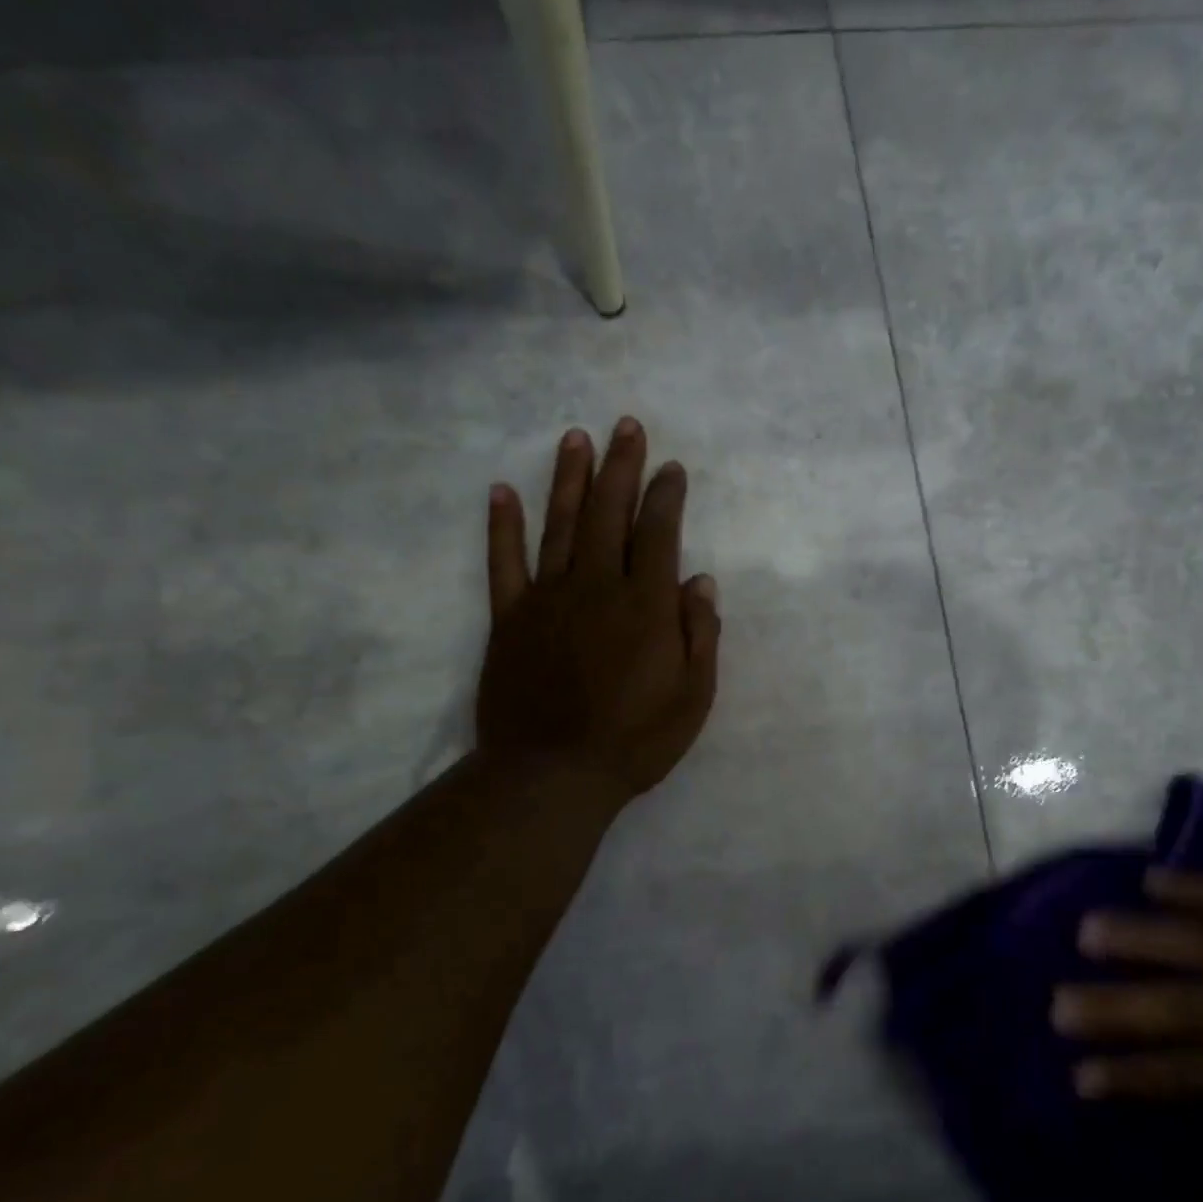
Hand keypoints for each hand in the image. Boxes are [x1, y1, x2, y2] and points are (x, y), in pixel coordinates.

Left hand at [476, 419, 719, 811]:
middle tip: (626, 427)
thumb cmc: (634, 741)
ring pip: (559, 525)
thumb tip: (701, 581)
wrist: (552, 774)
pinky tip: (501, 492)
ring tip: (575, 438)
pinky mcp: (509, 618)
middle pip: (608, 513)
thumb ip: (700, 635)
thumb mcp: (692, 698)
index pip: (658, 534)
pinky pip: (503, 563)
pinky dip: (502, 526)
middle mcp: (596, 587)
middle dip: (621, 467)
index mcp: (645, 606)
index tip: (672, 468)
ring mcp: (547, 599)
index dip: (666, 496)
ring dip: (568, 479)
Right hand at [1051, 870, 1202, 1201]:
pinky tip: (1147, 877)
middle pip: (1180, 1008)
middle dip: (1115, 1007)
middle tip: (1057, 1003)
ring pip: (1197, 945)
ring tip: (1085, 930)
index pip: (1192, 1074)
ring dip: (1140, 938)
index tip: (1081, 1075)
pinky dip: (1193, 887)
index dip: (1135, 1076)